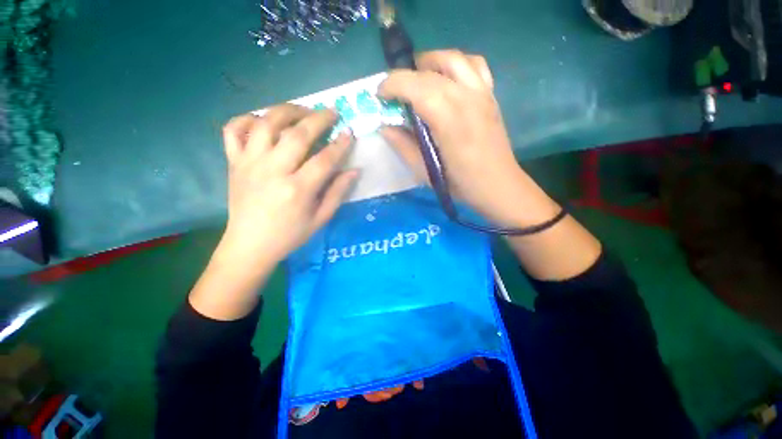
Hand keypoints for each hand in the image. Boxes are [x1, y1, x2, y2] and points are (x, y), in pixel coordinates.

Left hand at [219, 104, 357, 265]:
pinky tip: (263, 121)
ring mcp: (249, 164)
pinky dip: (247, 119)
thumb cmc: (290, 235)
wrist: (249, 245)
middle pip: (297, 135)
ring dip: (287, 111)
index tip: (349, 133)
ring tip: (302, 111)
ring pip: (266, 124)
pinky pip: (233, 130)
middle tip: (331, 112)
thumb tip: (354, 170)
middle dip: (318, 118)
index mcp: (297, 190)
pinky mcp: (233, 163)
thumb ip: (338, 193)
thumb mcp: (321, 219)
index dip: (340, 144)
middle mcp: (272, 171)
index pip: (324, 159)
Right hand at [379, 50, 557, 227]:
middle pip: (430, 71)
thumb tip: (385, 127)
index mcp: (448, 119)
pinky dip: (454, 65)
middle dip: (405, 75)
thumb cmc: (459, 183)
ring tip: (417, 78)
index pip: (415, 86)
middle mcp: (466, 97)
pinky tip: (446, 79)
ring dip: (429, 62)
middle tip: (393, 92)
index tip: (380, 95)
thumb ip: (403, 145)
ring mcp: (482, 93)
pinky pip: (473, 65)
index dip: (392, 84)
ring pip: (453, 59)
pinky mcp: (490, 95)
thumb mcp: (424, 171)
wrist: (497, 185)